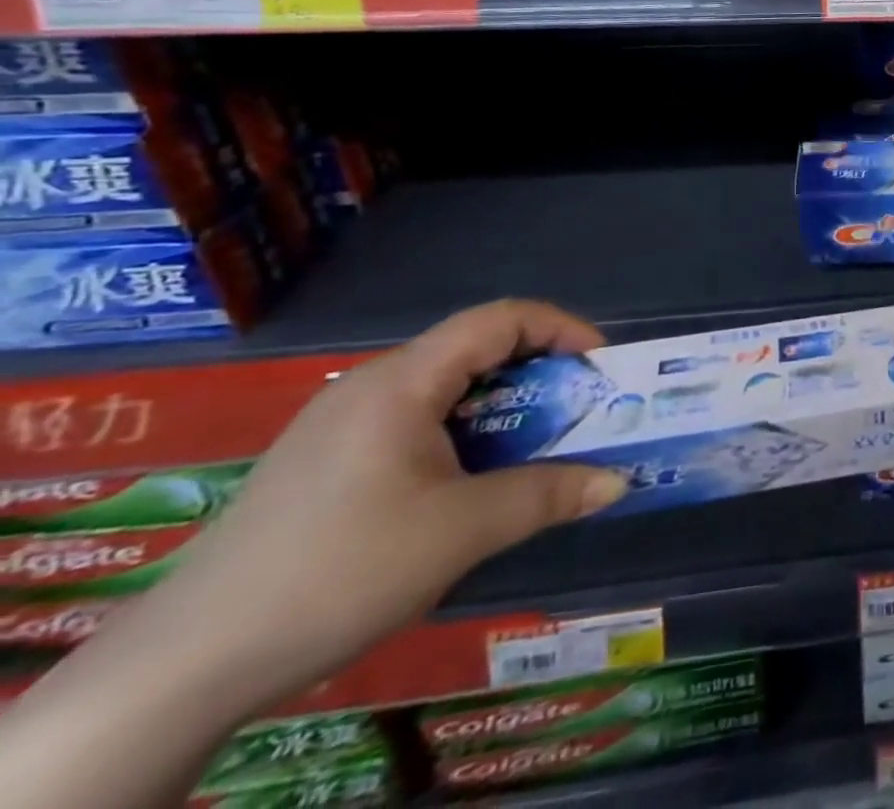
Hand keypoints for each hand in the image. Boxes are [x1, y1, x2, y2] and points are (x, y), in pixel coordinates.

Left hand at [129, 299, 629, 709]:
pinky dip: (464, 434)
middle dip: (539, 372)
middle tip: (579, 411)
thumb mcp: (460, 532)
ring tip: (535, 449)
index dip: (560, 329)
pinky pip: (415, 422)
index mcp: (402, 381)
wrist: (184, 666)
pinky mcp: (325, 461)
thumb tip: (617, 483)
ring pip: (445, 390)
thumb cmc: (338, 571)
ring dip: (503, 409)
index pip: (500, 319)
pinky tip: (468, 484)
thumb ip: (546, 495)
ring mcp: (342, 424)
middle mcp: (372, 385)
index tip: (599, 367)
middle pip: (475, 350)